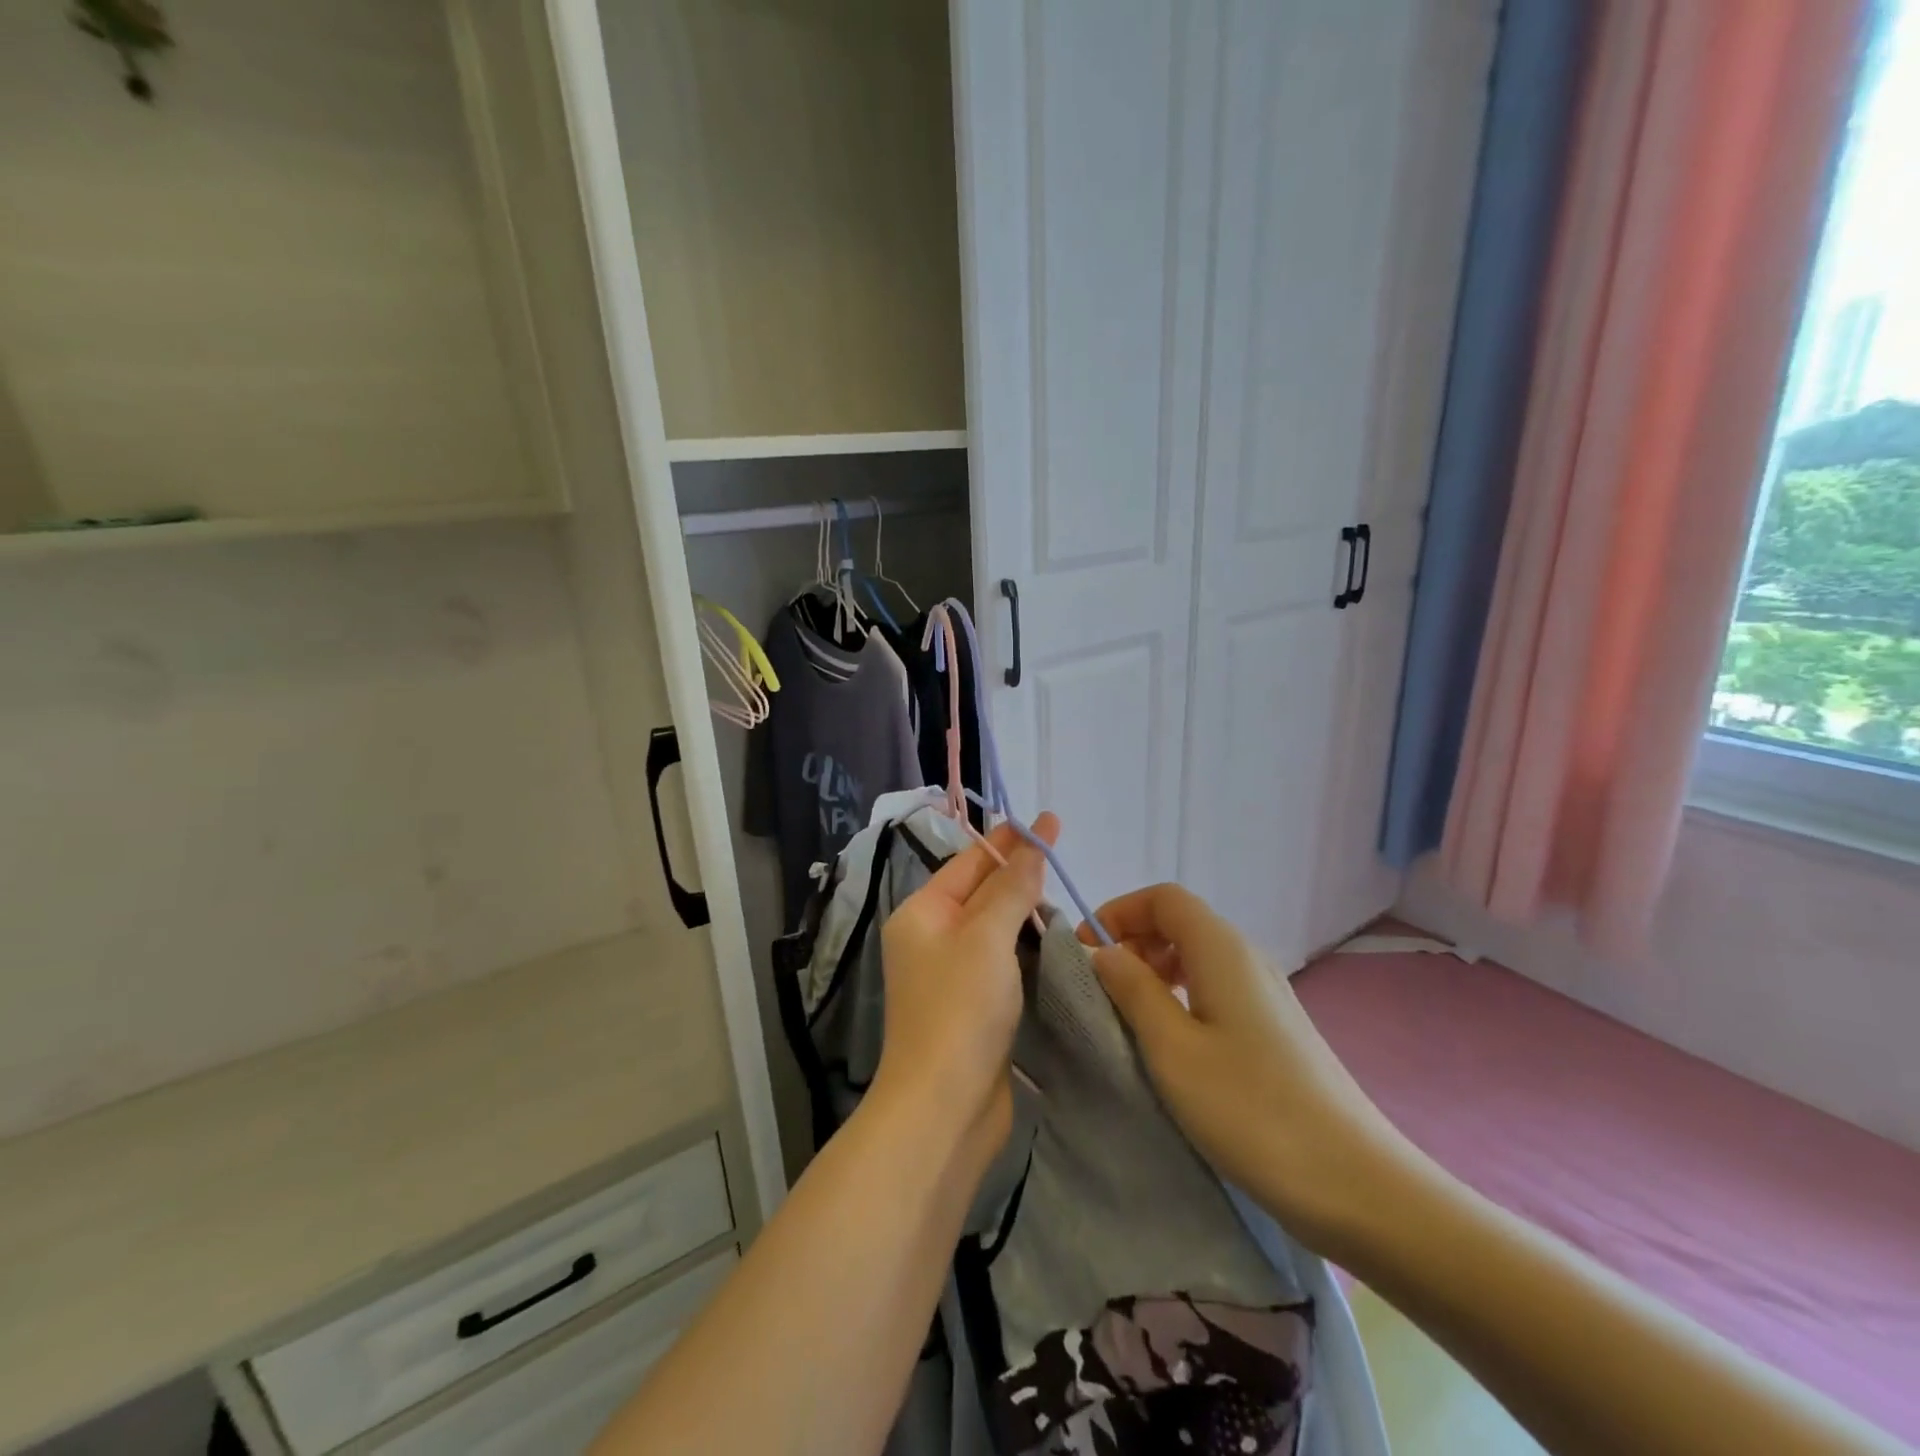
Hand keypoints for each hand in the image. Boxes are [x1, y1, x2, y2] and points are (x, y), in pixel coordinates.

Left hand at [875, 813, 1058, 1178]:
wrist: (944, 1107)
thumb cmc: (959, 1010)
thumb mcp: (986, 938)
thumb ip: (1010, 890)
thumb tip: (1029, 849)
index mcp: (922, 914)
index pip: (969, 863)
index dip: (1010, 841)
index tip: (1049, 821)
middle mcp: (931, 939)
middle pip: (981, 893)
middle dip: (1019, 873)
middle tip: (1062, 852)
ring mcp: (951, 975)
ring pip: (994, 929)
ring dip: (1025, 911)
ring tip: (1064, 889)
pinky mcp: (973, 1006)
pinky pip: (1002, 962)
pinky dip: (1026, 947)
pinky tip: (1054, 939)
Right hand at [1080, 884, 1409, 1259]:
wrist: (1357, 1184)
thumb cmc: (1252, 1110)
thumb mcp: (1173, 1049)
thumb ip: (1133, 990)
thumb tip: (1104, 950)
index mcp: (1221, 950)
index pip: (1163, 898)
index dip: (1119, 911)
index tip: (1088, 951)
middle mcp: (1248, 958)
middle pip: (1181, 922)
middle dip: (1134, 940)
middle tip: (1104, 988)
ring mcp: (1268, 993)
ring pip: (1199, 955)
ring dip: (1156, 970)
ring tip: (1132, 1015)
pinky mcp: (1277, 1028)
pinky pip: (1218, 987)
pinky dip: (1183, 994)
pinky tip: (1175, 1041)